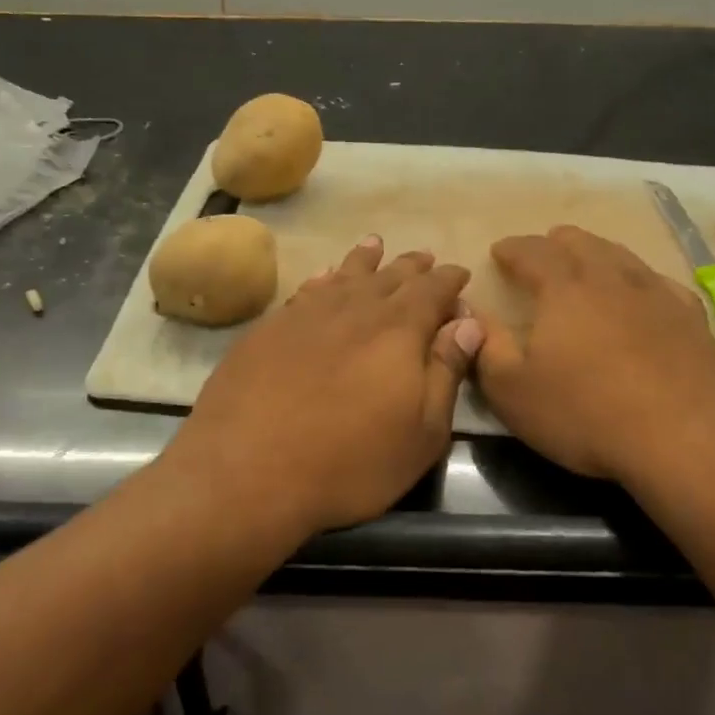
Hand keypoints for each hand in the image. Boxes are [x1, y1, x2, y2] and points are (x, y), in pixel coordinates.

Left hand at [168, 237, 480, 536]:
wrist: (246, 469)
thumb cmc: (350, 462)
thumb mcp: (421, 433)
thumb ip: (446, 371)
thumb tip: (468, 322)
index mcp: (399, 329)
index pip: (432, 290)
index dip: (449, 280)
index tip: (459, 274)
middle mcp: (354, 308)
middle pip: (390, 276)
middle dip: (412, 267)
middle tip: (424, 258)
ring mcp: (307, 314)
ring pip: (345, 275)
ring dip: (365, 260)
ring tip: (375, 245)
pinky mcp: (269, 327)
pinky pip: (307, 290)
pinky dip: (323, 278)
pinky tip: (324, 276)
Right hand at [474, 226, 714, 482]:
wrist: (688, 443)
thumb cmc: (587, 415)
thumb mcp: (513, 391)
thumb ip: (486, 347)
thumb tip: (471, 313)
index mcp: (564, 289)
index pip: (532, 252)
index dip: (512, 248)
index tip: (499, 251)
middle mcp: (611, 280)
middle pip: (581, 244)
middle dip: (555, 243)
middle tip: (542, 252)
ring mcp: (658, 296)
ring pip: (622, 257)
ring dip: (597, 253)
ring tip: (587, 263)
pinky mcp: (693, 321)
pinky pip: (661, 283)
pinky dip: (640, 280)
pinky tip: (643, 293)